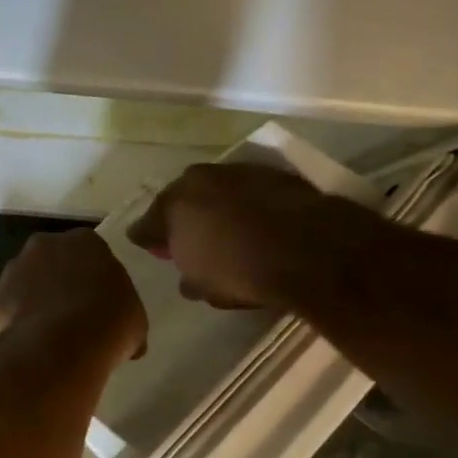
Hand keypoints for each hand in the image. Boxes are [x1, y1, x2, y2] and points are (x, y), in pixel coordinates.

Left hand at [0, 230, 147, 358]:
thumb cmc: (108, 323)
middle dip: (61, 281)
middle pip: (54, 260)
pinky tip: (33, 341)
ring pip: (29, 281)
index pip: (90, 252)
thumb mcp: (134, 319)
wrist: (59, 345)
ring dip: (37, 299)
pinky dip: (20, 319)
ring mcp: (16, 268)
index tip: (98, 300)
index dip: (94, 277)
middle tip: (74, 313)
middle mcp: (45, 244)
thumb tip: (124, 334)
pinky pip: (12, 305)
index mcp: (85, 241)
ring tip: (51, 332)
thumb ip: (124, 312)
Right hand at [128, 162, 373, 309]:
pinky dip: (248, 206)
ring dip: (217, 208)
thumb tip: (186, 275)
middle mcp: (199, 178)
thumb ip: (187, 275)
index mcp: (172, 204)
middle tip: (191, 239)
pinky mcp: (274, 173)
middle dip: (183, 217)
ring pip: (217, 191)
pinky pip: (250, 192)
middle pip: (182, 199)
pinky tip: (258, 225)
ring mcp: (238, 171)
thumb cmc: (240, 271)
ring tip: (228, 232)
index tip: (154, 249)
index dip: (150, 238)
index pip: (148, 222)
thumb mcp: (203, 286)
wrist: (309, 247)